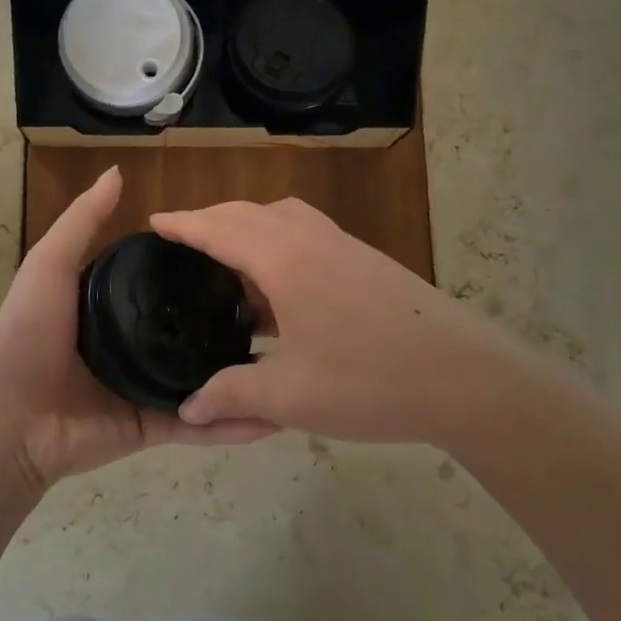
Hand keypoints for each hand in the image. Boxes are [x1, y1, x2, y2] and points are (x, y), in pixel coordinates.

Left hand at [0, 167, 275, 490]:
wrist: (9, 418)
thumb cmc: (28, 334)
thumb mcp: (50, 265)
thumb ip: (83, 221)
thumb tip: (118, 171)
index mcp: (114, 306)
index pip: (167, 280)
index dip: (200, 267)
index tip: (244, 253)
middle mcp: (135, 343)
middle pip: (191, 329)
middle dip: (232, 322)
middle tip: (280, 309)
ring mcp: (147, 387)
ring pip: (206, 380)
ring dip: (244, 377)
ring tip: (294, 362)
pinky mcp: (153, 426)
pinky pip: (199, 425)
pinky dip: (233, 426)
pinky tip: (275, 418)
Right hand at [152, 198, 570, 447]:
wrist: (468, 378)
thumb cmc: (370, 380)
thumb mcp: (291, 396)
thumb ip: (232, 395)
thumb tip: (187, 408)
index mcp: (284, 259)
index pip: (218, 229)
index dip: (183, 224)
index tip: (153, 221)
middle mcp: (310, 238)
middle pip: (249, 213)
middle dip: (211, 219)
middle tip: (181, 240)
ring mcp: (343, 246)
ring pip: (282, 220)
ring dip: (248, 229)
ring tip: (226, 264)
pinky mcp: (366, 262)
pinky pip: (306, 236)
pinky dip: (278, 246)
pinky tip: (278, 292)